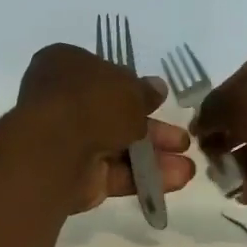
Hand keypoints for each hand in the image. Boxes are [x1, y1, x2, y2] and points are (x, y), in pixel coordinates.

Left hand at [18, 44, 196, 211]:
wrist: (57, 149)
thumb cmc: (91, 102)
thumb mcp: (129, 88)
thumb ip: (145, 92)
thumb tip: (157, 89)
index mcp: (66, 67)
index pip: (103, 76)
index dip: (133, 89)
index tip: (160, 102)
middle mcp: (64, 103)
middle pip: (115, 116)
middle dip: (153, 130)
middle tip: (182, 140)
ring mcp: (68, 142)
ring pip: (118, 148)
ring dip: (154, 157)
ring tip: (188, 167)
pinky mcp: (76, 177)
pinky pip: (115, 174)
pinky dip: (144, 177)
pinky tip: (177, 180)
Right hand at [192, 34, 246, 212]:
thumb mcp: (239, 98)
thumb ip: (212, 110)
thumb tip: (202, 127)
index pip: (242, 79)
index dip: (218, 104)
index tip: (200, 129)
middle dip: (228, 138)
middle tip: (210, 156)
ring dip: (240, 165)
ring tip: (222, 178)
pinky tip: (240, 194)